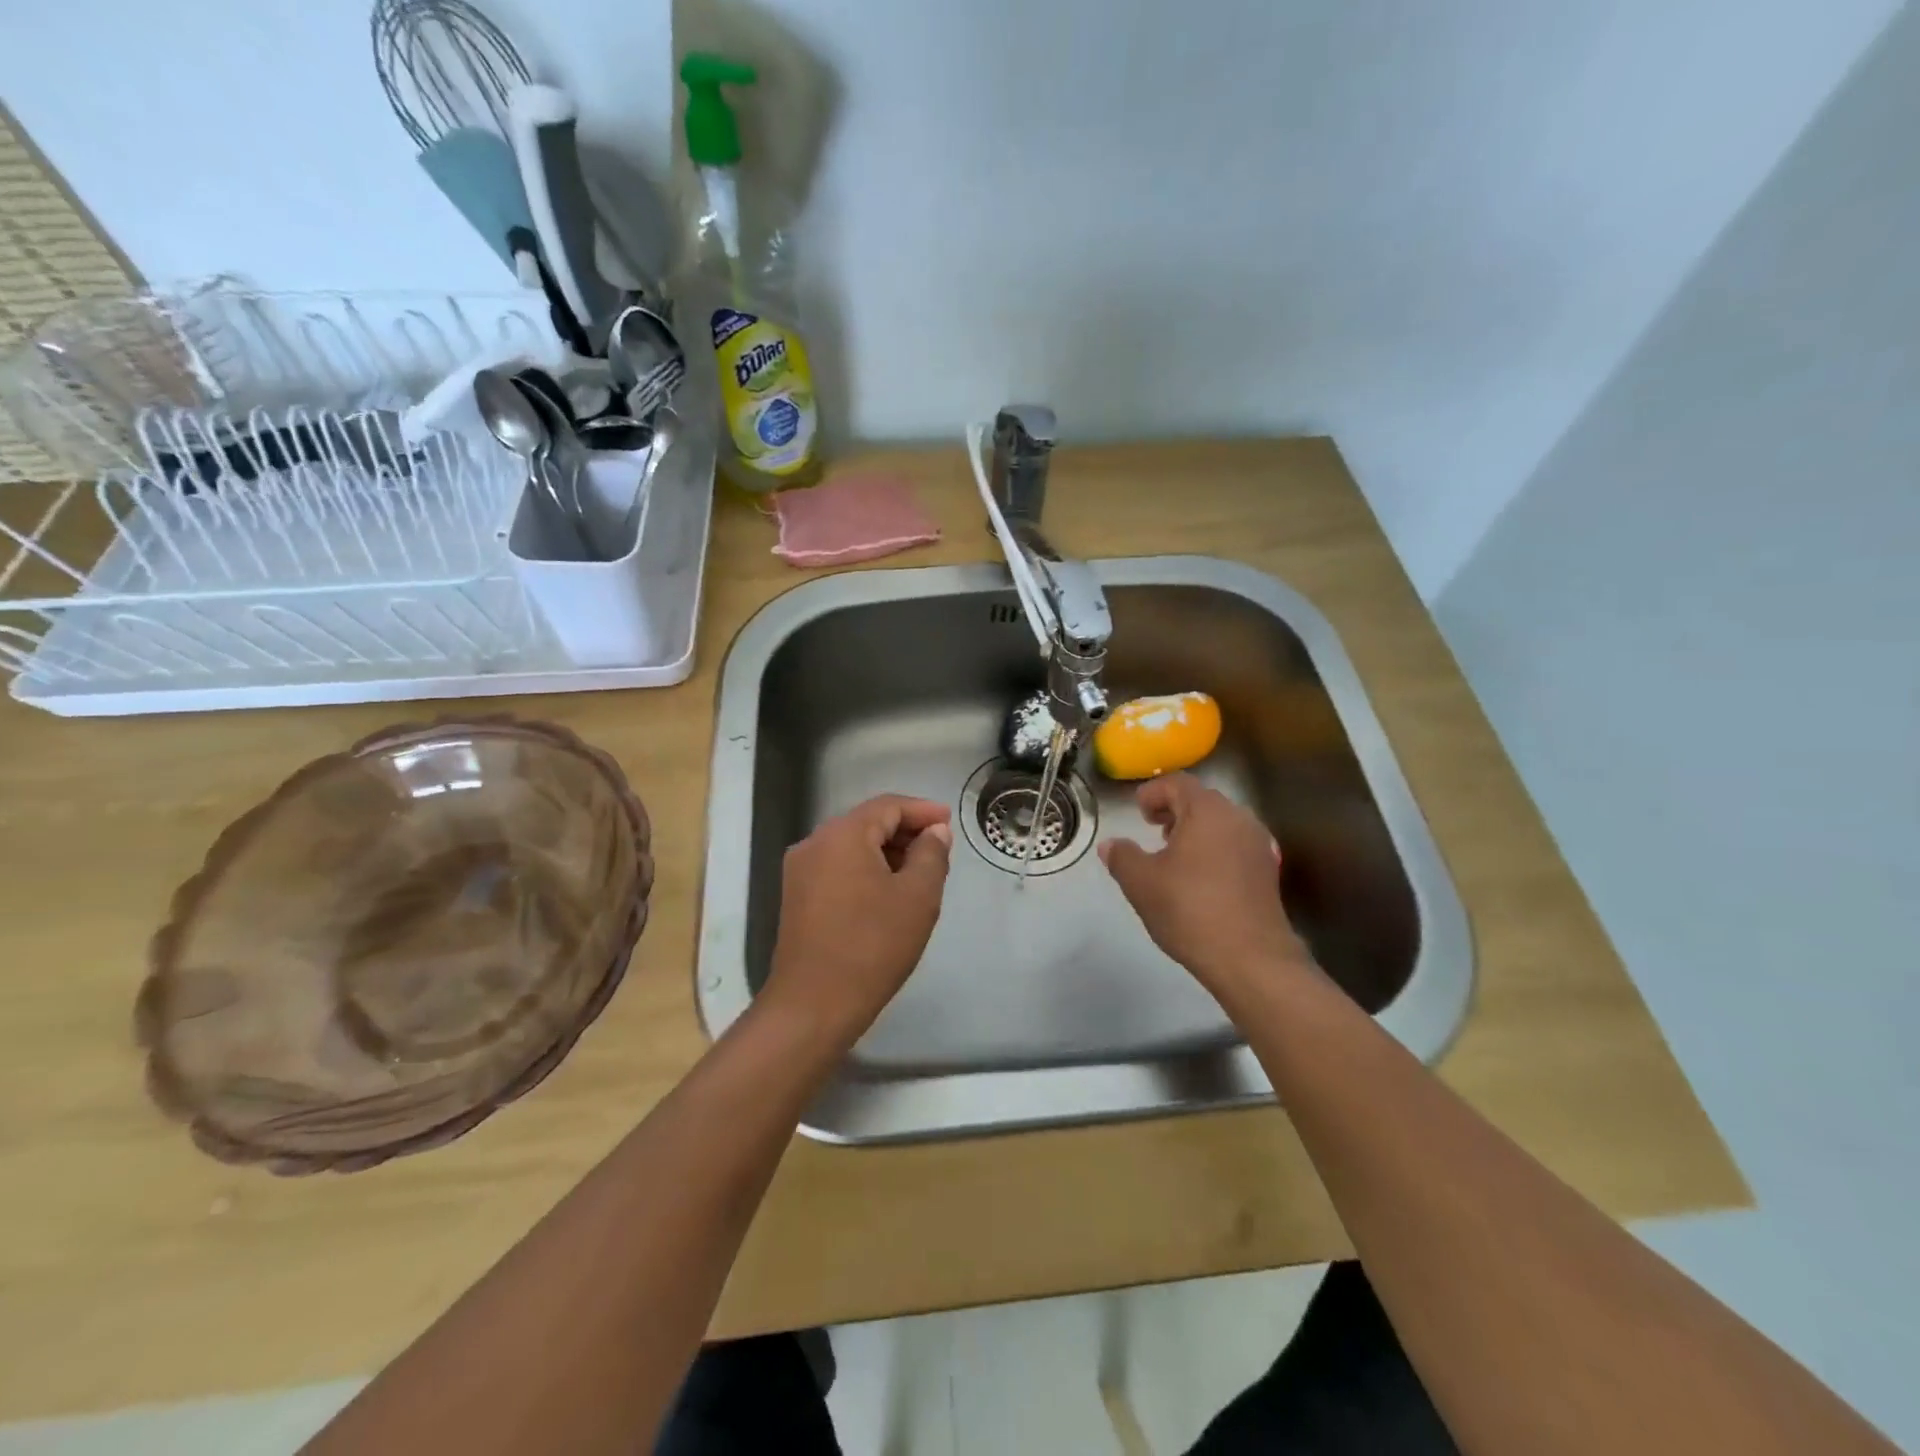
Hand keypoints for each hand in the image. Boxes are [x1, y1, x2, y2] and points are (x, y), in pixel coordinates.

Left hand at [762, 794, 952, 1045]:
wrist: (813, 1005)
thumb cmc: (872, 945)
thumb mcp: (917, 897)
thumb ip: (931, 855)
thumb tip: (934, 832)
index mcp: (842, 835)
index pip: (888, 806)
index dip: (922, 810)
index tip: (949, 821)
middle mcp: (814, 844)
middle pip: (867, 823)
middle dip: (905, 831)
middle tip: (940, 850)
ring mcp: (800, 871)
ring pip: (852, 846)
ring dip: (887, 852)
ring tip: (920, 873)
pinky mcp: (797, 897)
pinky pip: (838, 868)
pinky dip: (866, 870)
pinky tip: (889, 893)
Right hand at [1099, 774, 1313, 1004]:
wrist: (1250, 958)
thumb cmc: (1190, 910)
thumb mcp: (1141, 882)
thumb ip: (1122, 857)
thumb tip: (1110, 844)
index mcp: (1207, 811)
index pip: (1178, 783)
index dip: (1153, 792)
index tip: (1138, 811)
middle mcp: (1238, 818)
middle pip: (1202, 800)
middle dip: (1175, 810)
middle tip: (1152, 828)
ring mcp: (1258, 845)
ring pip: (1221, 823)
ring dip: (1195, 830)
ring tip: (1174, 854)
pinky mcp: (1268, 871)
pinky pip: (1235, 845)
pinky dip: (1215, 849)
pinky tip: (1200, 877)